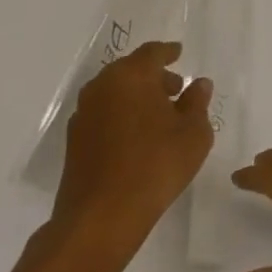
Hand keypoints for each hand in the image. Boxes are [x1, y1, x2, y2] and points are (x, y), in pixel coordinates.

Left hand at [50, 41, 213, 267]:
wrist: (100, 219)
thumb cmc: (156, 165)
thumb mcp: (193, 131)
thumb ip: (197, 102)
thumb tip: (198, 84)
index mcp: (131, 76)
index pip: (152, 52)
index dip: (169, 52)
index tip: (179, 53)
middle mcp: (102, 88)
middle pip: (130, 70)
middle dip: (153, 76)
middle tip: (176, 89)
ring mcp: (83, 115)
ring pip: (115, 93)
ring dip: (136, 97)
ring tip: (159, 116)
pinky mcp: (74, 142)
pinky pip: (104, 115)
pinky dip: (121, 116)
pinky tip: (138, 136)